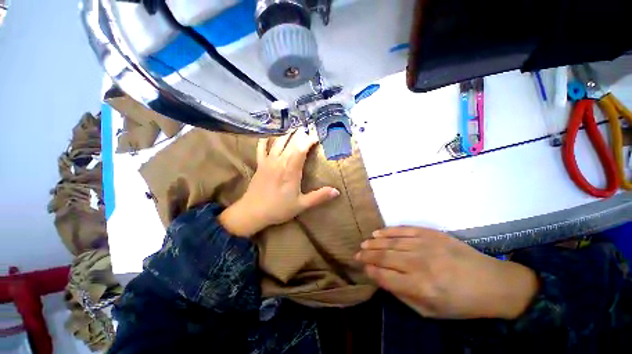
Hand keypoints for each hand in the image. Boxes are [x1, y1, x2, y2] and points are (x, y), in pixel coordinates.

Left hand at [219, 130, 339, 236]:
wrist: (252, 212)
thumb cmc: (278, 209)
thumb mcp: (301, 205)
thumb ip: (319, 197)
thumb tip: (337, 192)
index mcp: (291, 170)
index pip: (301, 149)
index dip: (309, 141)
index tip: (317, 137)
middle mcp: (279, 162)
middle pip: (291, 142)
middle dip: (301, 134)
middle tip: (309, 129)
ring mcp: (268, 161)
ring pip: (278, 142)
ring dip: (287, 134)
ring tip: (295, 130)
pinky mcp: (260, 164)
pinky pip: (261, 148)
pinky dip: (266, 140)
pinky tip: (270, 136)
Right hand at [356, 227, 538, 319]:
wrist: (493, 283)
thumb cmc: (461, 303)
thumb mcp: (431, 311)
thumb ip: (404, 296)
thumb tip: (382, 280)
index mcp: (421, 287)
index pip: (385, 276)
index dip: (371, 271)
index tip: (362, 268)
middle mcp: (420, 264)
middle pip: (385, 257)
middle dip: (367, 256)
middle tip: (356, 254)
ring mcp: (426, 245)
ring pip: (391, 242)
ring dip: (374, 243)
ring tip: (364, 244)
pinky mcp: (431, 234)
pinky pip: (404, 230)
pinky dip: (388, 231)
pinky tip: (378, 233)